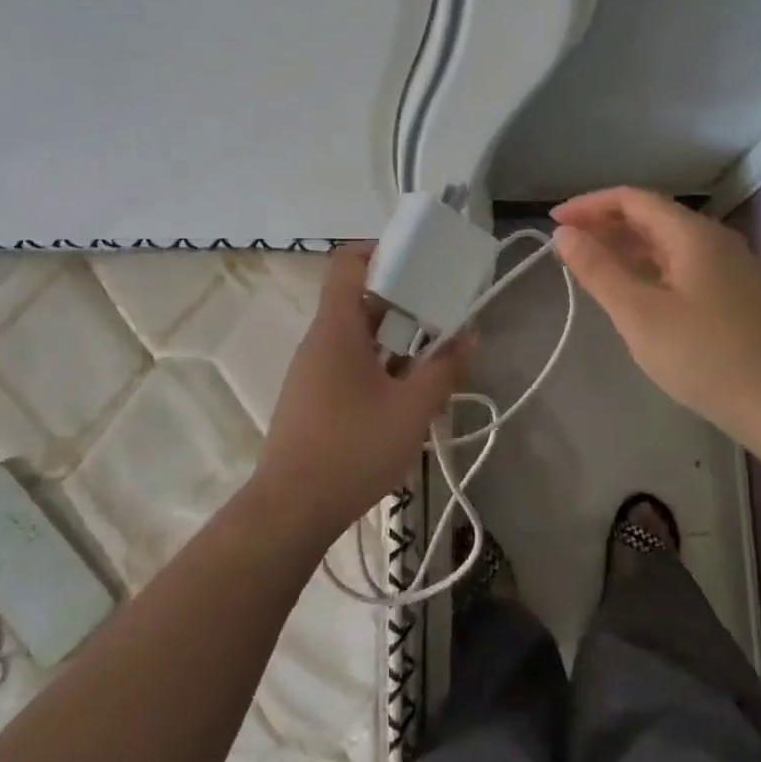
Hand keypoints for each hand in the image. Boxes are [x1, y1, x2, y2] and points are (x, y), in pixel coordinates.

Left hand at [255, 244, 471, 538]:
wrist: (291, 511)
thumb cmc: (353, 448)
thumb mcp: (412, 409)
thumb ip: (445, 368)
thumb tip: (469, 335)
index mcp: (337, 329)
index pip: (347, 263)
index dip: (381, 250)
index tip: (419, 261)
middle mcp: (321, 341)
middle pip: (360, 301)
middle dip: (405, 302)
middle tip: (445, 313)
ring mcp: (314, 372)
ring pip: (359, 337)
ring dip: (397, 339)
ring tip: (437, 356)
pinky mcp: (314, 399)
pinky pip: (351, 365)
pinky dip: (382, 366)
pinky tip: (410, 394)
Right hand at [552, 188, 760, 444]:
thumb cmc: (703, 356)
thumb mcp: (639, 314)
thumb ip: (598, 270)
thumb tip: (563, 234)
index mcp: (692, 234)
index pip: (632, 199)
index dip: (589, 205)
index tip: (554, 223)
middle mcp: (714, 239)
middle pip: (651, 216)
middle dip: (605, 225)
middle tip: (566, 247)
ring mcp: (729, 266)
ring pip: (667, 243)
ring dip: (626, 248)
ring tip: (591, 267)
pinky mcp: (735, 293)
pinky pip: (682, 265)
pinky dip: (649, 268)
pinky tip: (634, 291)